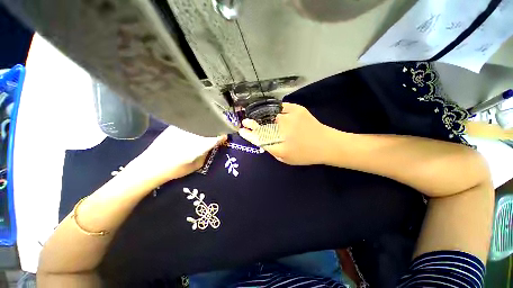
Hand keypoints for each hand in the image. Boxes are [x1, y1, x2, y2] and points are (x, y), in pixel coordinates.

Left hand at [130, 126, 225, 183]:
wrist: (151, 166)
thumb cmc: (175, 169)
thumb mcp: (195, 165)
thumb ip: (205, 155)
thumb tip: (210, 147)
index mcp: (199, 145)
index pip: (215, 137)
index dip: (222, 136)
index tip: (225, 136)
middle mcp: (192, 135)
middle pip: (208, 128)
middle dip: (215, 129)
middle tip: (218, 131)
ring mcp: (182, 129)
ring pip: (199, 124)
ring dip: (205, 126)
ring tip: (208, 128)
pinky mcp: (174, 127)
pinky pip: (189, 124)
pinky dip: (195, 125)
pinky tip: (195, 128)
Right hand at [239, 102, 329, 164]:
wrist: (327, 144)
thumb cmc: (306, 155)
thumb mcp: (286, 159)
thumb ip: (273, 150)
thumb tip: (263, 140)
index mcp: (280, 147)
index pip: (259, 139)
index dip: (249, 134)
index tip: (242, 131)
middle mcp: (283, 132)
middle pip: (262, 126)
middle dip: (252, 124)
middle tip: (246, 122)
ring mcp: (290, 119)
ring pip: (270, 116)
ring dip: (262, 117)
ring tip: (258, 117)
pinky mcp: (297, 110)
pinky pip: (281, 107)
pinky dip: (275, 110)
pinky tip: (273, 112)